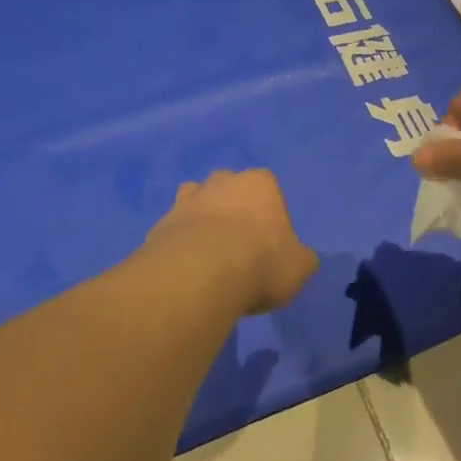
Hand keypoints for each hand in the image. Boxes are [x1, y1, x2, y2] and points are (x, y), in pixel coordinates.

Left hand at [144, 170, 317, 315]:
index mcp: (260, 184)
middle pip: (228, 187)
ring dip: (201, 218)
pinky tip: (186, 266)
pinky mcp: (160, 225)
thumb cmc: (261, 263)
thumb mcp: (299, 267)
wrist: (200, 276)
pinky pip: (174, 229)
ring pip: (195, 200)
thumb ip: (300, 258)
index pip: (268, 187)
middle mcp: (221, 183)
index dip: (268, 212)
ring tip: (208, 252)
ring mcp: (186, 201)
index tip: (269, 239)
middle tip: (238, 242)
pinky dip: (180, 242)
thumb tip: (299, 258)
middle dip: (231, 207)